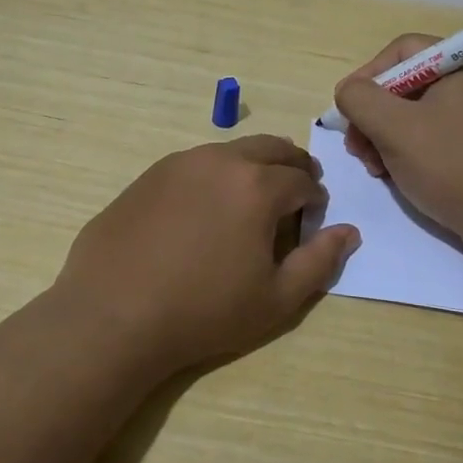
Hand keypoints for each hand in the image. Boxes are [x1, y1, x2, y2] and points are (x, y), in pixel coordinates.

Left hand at [53, 135, 361, 372]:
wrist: (113, 314)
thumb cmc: (204, 311)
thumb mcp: (277, 299)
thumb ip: (320, 261)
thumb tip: (348, 232)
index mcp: (257, 185)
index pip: (302, 179)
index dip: (315, 198)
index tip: (313, 216)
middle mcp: (220, 160)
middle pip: (270, 148)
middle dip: (291, 166)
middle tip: (295, 191)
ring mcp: (179, 163)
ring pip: (230, 151)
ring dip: (252, 166)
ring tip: (250, 199)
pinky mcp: (148, 175)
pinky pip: (195, 164)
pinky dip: (214, 175)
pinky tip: (203, 209)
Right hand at [333, 34, 462, 259]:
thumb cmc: (454, 165)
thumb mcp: (394, 128)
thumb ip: (360, 100)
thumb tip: (348, 92)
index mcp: (461, 65)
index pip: (402, 50)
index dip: (367, 75)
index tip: (348, 111)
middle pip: (408, 84)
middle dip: (374, 115)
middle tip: (357, 148)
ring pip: (418, 116)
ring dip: (387, 138)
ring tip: (375, 169)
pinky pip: (437, 139)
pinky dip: (411, 153)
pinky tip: (398, 178)